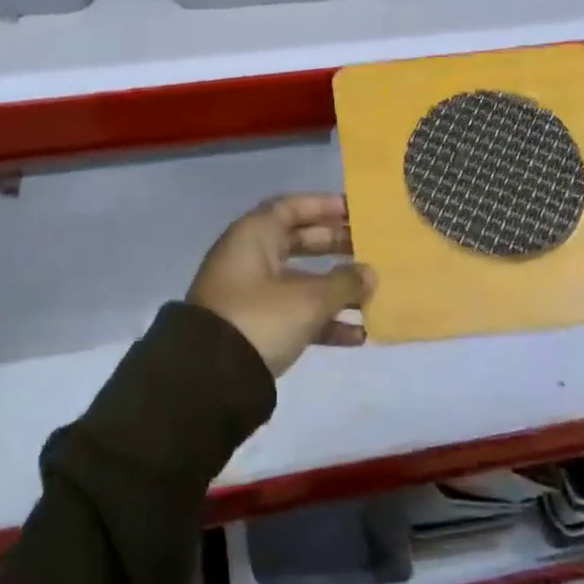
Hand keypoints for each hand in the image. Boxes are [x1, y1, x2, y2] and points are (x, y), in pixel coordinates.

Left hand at [188, 195, 374, 377]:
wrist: (209, 378)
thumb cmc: (259, 318)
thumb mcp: (308, 300)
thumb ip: (344, 283)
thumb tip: (370, 273)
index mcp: (255, 235)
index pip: (293, 207)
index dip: (324, 206)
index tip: (356, 211)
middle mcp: (250, 256)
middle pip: (300, 241)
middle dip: (336, 246)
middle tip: (371, 248)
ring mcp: (251, 293)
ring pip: (300, 280)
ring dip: (335, 288)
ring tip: (373, 294)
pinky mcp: (254, 326)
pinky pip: (294, 313)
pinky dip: (322, 320)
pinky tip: (357, 335)